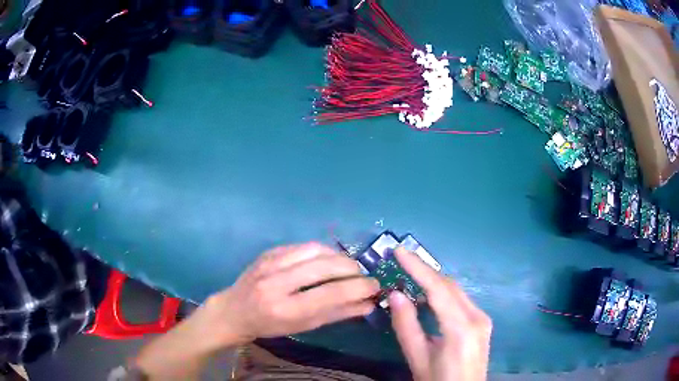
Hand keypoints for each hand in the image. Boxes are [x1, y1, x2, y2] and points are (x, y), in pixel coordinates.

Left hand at [204, 242, 379, 346]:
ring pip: (316, 249)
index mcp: (286, 308)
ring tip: (347, 268)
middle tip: (363, 276)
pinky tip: (326, 261)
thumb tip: (368, 304)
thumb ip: (337, 314)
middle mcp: (277, 282)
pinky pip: (303, 245)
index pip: (332, 293)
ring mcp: (271, 262)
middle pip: (326, 265)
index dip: (360, 287)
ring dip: (339, 257)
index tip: (375, 286)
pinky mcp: (269, 251)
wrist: (234, 311)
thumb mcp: (303, 327)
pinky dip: (322, 252)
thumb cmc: (270, 326)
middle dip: (353, 269)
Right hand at [389, 248, 491, 380]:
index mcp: (461, 328)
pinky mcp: (482, 323)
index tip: (400, 251)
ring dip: (434, 282)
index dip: (418, 268)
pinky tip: (428, 299)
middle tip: (401, 261)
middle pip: (450, 286)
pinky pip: (461, 301)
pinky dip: (443, 295)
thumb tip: (395, 294)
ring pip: (456, 291)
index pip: (439, 289)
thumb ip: (406, 326)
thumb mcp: (417, 358)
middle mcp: (478, 317)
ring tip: (410, 276)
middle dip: (425, 271)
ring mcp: (483, 319)